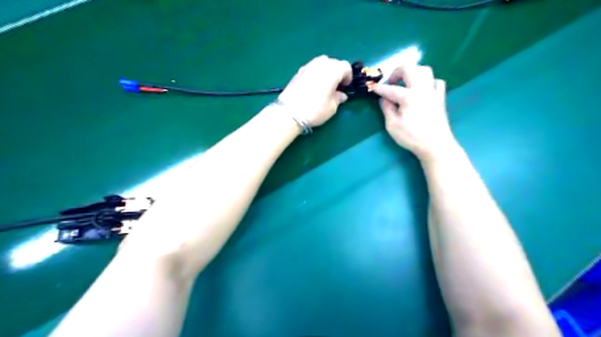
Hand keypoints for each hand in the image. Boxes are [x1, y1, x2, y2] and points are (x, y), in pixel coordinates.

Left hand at [280, 55, 352, 126]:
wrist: (289, 112)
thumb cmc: (315, 110)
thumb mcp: (332, 107)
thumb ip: (338, 98)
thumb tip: (341, 95)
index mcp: (333, 71)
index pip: (345, 66)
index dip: (348, 76)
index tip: (346, 86)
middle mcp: (321, 65)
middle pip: (333, 62)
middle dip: (337, 71)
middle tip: (336, 85)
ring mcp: (308, 66)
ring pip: (321, 62)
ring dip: (326, 70)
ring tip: (325, 83)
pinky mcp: (298, 72)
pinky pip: (311, 67)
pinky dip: (316, 72)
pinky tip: (313, 85)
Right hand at [375, 65, 458, 162]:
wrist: (436, 145)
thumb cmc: (412, 137)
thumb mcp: (392, 125)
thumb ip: (387, 109)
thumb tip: (383, 99)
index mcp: (408, 97)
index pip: (390, 89)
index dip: (379, 88)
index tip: (372, 88)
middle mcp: (422, 89)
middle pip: (410, 69)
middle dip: (397, 72)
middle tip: (390, 82)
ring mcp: (433, 92)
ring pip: (425, 70)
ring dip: (413, 73)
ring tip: (406, 83)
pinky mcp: (440, 98)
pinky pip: (436, 81)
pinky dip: (428, 82)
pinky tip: (422, 90)